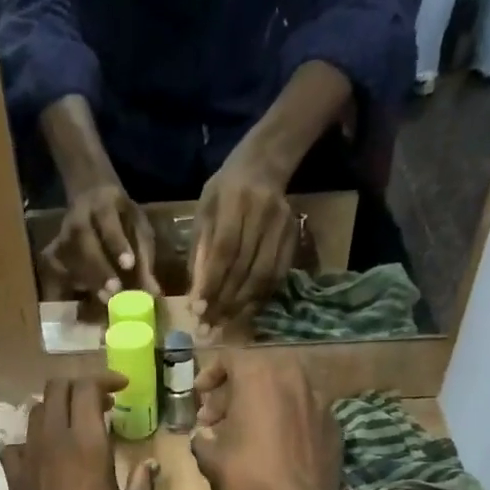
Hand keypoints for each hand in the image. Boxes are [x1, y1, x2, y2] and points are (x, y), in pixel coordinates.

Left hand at [1, 375, 157, 489]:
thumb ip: (142, 485)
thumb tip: (149, 465)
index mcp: (88, 448)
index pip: (86, 388)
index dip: (104, 379)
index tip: (122, 389)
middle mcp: (53, 445)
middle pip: (56, 390)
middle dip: (79, 387)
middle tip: (102, 403)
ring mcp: (28, 462)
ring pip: (35, 413)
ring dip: (56, 409)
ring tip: (77, 425)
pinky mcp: (14, 483)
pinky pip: (16, 446)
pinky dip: (31, 441)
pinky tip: (45, 457)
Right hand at [43, 184, 159, 303]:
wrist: (89, 193)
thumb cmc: (120, 216)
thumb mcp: (137, 226)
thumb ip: (144, 257)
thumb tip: (154, 293)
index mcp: (104, 203)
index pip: (108, 221)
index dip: (117, 243)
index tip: (128, 265)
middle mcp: (79, 216)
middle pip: (83, 240)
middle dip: (98, 268)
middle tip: (113, 292)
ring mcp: (63, 232)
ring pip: (69, 256)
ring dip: (86, 280)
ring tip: (103, 300)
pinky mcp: (55, 249)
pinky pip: (59, 267)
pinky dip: (70, 283)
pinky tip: (84, 297)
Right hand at [189, 350, 341, 489]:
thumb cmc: (249, 480)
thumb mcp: (211, 460)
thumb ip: (203, 437)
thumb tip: (204, 433)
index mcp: (259, 377)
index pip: (230, 358)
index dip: (210, 375)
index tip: (200, 396)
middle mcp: (292, 377)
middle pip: (258, 371)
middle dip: (235, 390)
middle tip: (218, 418)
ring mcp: (318, 399)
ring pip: (283, 389)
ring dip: (261, 403)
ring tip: (246, 432)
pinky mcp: (333, 422)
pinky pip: (301, 410)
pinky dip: (284, 419)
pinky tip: (275, 446)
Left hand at [190, 152, 297, 325]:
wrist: (265, 162)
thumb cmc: (225, 189)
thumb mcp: (204, 211)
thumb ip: (200, 251)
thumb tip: (195, 296)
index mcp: (236, 201)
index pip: (224, 250)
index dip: (212, 283)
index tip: (198, 310)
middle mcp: (263, 213)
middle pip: (244, 268)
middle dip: (224, 302)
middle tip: (208, 326)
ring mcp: (283, 225)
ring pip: (263, 276)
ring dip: (242, 305)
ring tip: (224, 323)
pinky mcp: (294, 236)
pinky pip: (278, 275)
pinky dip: (260, 298)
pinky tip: (245, 310)